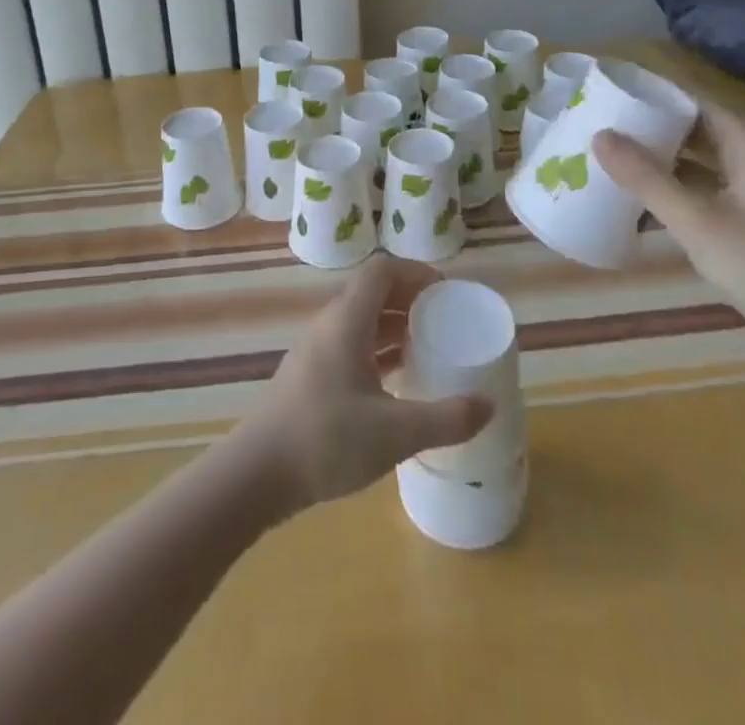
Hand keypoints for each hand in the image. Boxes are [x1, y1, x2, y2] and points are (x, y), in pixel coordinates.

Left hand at [233, 255, 492, 514]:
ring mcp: (317, 351)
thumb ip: (445, 419)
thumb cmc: (325, 439)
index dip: (416, 272)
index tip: (447, 293)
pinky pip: (352, 346)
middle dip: (411, 300)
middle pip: (373, 292)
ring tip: (430, 348)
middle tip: (446, 320)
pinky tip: (398, 381)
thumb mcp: (394, 433)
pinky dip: (379, 351)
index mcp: (347, 320)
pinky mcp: (312, 376)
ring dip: (395, 327)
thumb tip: (488, 405)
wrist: (256, 474)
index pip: (382, 270)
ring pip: (362, 321)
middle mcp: (330, 325)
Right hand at [592, 104, 744, 369]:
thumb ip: (648, 179)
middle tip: (601, 132)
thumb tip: (600, 136)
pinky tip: (640, 211)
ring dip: (660, 169)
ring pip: (700, 172)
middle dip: (652, 135)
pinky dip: (674, 199)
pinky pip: (705, 201)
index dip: (657, 99)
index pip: (697, 107)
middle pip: (697, 137)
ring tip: (610, 167)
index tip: (612, 98)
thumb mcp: (699, 222)